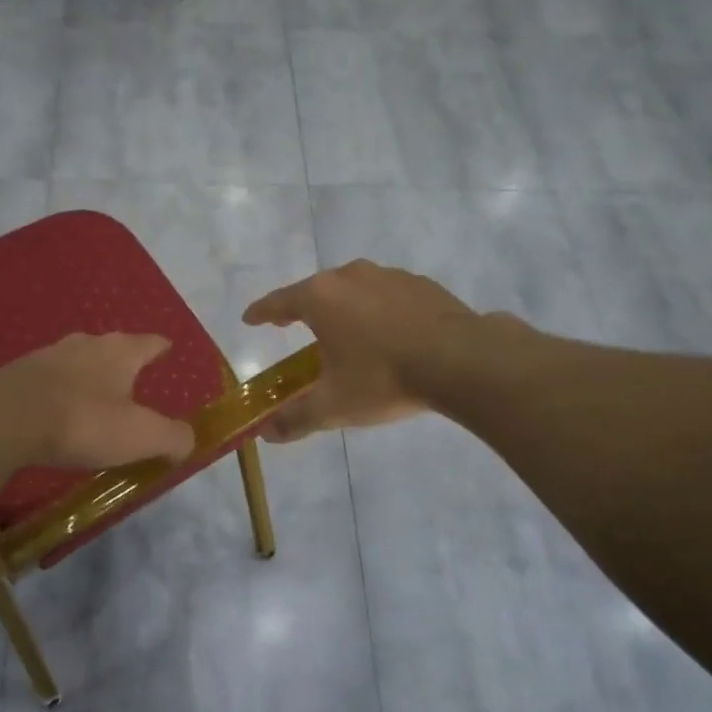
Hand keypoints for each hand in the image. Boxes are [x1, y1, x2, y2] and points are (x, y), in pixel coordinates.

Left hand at [0, 333, 194, 469]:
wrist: (2, 420)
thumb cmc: (83, 422)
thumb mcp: (141, 436)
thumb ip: (172, 437)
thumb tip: (187, 441)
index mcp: (119, 353)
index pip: (149, 343)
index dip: (160, 347)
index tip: (167, 348)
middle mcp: (83, 345)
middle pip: (109, 347)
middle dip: (120, 360)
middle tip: (129, 377)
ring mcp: (42, 357)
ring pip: (71, 360)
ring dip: (82, 374)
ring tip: (88, 394)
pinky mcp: (10, 375)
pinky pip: (39, 380)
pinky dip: (49, 390)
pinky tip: (46, 407)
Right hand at [242, 261, 475, 442]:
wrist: (461, 361)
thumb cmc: (383, 379)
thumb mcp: (333, 406)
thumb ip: (295, 419)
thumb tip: (267, 435)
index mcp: (321, 298)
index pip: (279, 302)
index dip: (261, 312)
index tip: (250, 319)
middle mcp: (351, 276)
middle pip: (316, 290)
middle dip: (302, 308)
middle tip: (292, 325)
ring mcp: (389, 276)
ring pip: (354, 288)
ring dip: (343, 307)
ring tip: (344, 331)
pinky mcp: (421, 284)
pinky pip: (387, 295)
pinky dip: (378, 310)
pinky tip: (388, 332)